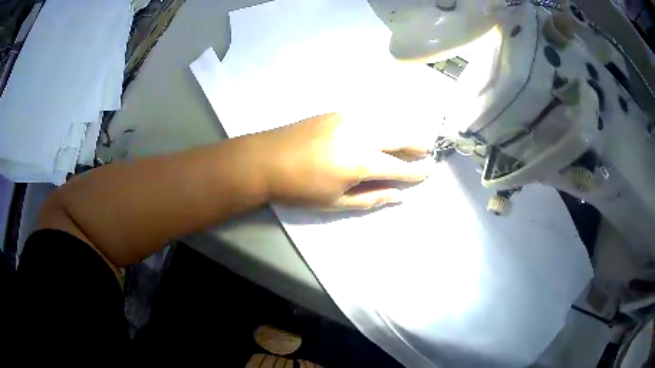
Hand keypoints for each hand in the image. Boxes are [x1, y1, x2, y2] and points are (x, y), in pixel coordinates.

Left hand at [252, 113, 431, 209]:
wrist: (266, 160)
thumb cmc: (300, 188)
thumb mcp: (336, 202)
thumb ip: (371, 197)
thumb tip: (398, 196)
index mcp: (362, 161)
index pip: (399, 167)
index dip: (415, 172)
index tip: (426, 172)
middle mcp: (361, 134)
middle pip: (399, 135)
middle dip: (417, 143)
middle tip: (426, 150)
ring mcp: (348, 118)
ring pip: (385, 121)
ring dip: (400, 131)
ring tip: (408, 141)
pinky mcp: (336, 112)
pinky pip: (368, 116)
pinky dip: (381, 123)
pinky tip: (380, 130)